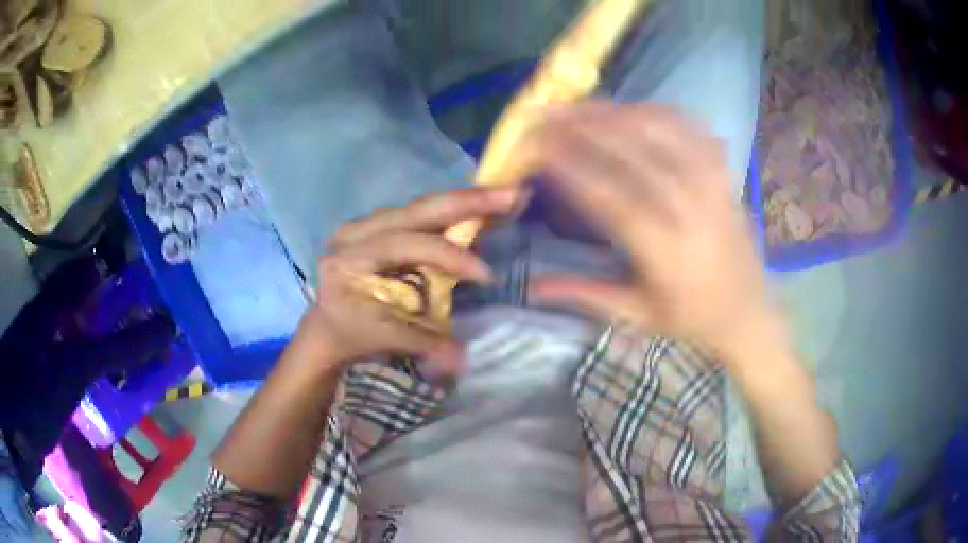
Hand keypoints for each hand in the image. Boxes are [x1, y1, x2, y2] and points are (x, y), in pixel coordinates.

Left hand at [294, 186, 525, 376]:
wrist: (329, 325)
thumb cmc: (351, 333)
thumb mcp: (380, 338)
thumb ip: (420, 343)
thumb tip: (461, 358)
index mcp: (349, 256)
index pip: (403, 246)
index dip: (447, 256)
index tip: (485, 274)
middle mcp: (357, 230)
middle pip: (417, 209)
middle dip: (468, 202)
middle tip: (512, 194)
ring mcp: (370, 223)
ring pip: (423, 206)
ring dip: (466, 202)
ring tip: (505, 197)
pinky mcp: (383, 225)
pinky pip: (424, 214)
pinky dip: (456, 211)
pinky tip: (484, 207)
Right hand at [526, 103, 785, 362]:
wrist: (748, 313)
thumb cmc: (690, 319)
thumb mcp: (636, 315)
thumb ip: (583, 294)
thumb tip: (530, 287)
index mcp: (663, 249)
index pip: (607, 195)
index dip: (568, 165)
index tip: (535, 146)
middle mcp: (688, 208)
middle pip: (631, 152)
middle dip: (583, 127)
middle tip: (547, 114)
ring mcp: (711, 185)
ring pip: (660, 132)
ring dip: (616, 112)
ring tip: (580, 105)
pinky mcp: (724, 175)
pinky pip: (691, 129)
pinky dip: (658, 113)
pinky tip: (633, 108)